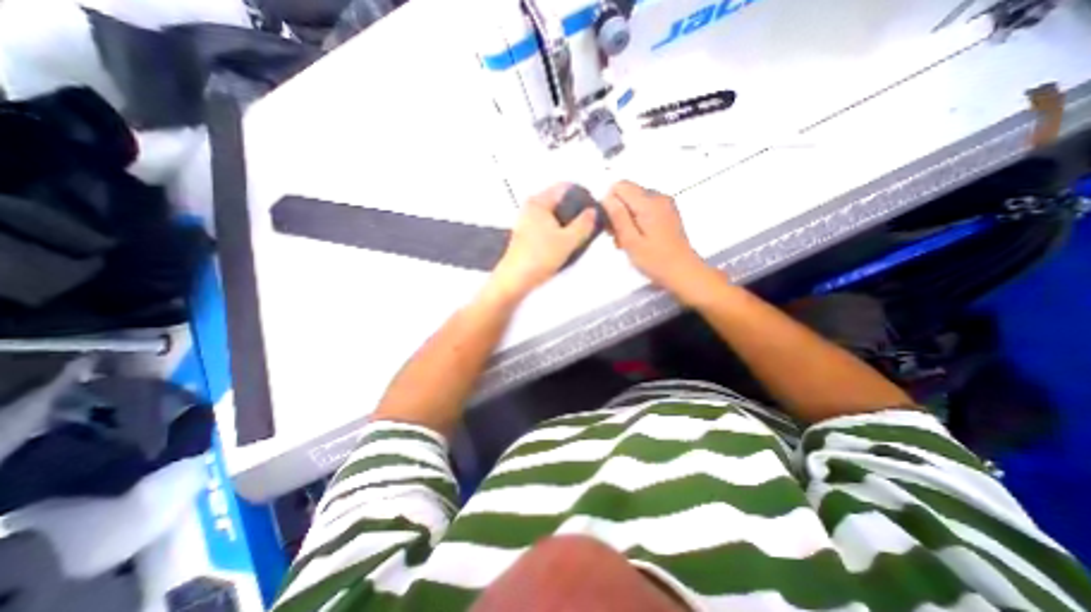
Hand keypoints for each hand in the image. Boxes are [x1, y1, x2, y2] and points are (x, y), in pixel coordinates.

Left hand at [487, 183, 594, 303]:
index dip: (582, 195)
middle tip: (587, 223)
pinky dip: (558, 232)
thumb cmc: (534, 259)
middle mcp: (530, 208)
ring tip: (576, 236)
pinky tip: (564, 245)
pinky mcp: (527, 235)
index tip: (592, 206)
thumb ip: (585, 224)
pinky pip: (548, 226)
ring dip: (567, 223)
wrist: (516, 279)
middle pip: (560, 201)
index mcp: (538, 202)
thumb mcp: (569, 240)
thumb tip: (592, 213)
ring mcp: (527, 221)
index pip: (565, 187)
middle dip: (575, 211)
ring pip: (554, 215)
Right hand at [600, 177, 713, 298]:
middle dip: (617, 212)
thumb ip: (618, 217)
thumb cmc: (655, 260)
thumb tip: (606, 197)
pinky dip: (636, 220)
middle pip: (628, 193)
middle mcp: (658, 197)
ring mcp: (665, 204)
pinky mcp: (667, 212)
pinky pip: (645, 208)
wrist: (683, 272)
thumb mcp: (631, 241)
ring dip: (626, 218)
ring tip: (626, 241)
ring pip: (635, 202)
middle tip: (617, 237)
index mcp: (649, 203)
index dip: (609, 202)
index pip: (620, 185)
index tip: (610, 224)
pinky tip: (637, 238)